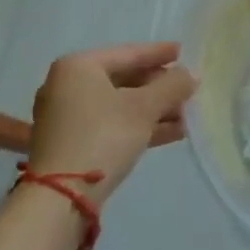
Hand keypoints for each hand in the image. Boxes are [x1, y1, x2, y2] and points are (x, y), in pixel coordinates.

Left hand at [26, 42, 196, 208]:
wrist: (60, 197)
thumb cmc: (103, 136)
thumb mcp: (144, 108)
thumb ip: (171, 86)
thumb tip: (189, 75)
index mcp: (78, 66)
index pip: (128, 53)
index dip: (159, 53)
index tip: (183, 52)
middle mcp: (66, 86)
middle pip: (123, 79)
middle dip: (158, 88)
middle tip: (187, 89)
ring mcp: (65, 117)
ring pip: (118, 105)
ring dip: (153, 110)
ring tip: (186, 115)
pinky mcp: (69, 144)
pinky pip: (110, 125)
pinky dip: (137, 126)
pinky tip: (170, 133)